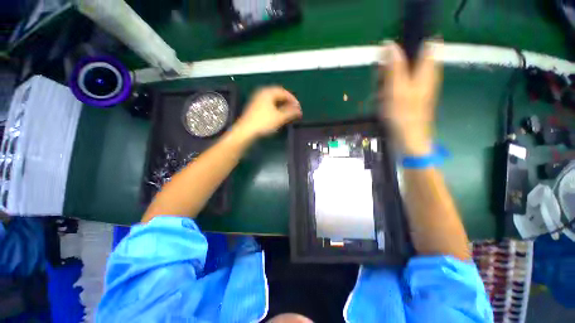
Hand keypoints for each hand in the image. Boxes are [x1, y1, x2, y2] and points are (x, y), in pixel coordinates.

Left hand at [235, 86, 301, 138]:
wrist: (246, 131)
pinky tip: (277, 115)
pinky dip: (275, 108)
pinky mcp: (255, 107)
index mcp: (268, 92)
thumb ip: (290, 113)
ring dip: (282, 106)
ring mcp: (257, 100)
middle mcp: (262, 93)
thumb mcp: (279, 117)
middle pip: (278, 95)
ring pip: (273, 100)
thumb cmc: (263, 122)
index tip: (298, 108)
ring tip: (287, 113)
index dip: (293, 100)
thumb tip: (299, 110)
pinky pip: (268, 105)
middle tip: (294, 110)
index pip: (284, 92)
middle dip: (287, 102)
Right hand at [379, 42, 441, 155]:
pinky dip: (388, 90)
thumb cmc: (404, 115)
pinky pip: (397, 86)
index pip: (425, 45)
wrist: (408, 139)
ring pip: (400, 74)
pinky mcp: (409, 96)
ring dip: (387, 80)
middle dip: (391, 66)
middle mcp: (424, 76)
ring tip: (380, 93)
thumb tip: (389, 45)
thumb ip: (394, 67)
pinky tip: (382, 99)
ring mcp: (417, 87)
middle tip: (381, 80)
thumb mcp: (397, 90)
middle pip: (409, 59)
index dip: (408, 44)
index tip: (391, 53)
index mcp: (426, 71)